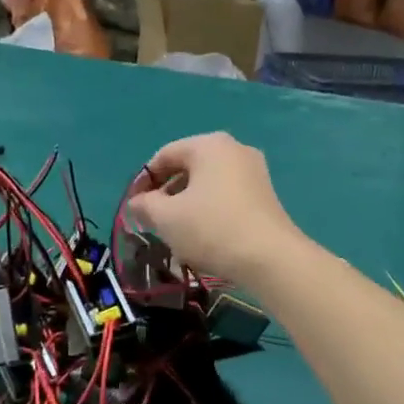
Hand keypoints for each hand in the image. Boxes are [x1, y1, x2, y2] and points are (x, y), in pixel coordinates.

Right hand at [126, 134, 303, 285]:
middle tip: (153, 220)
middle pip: (188, 167)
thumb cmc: (212, 229)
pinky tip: (204, 235)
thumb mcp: (166, 218)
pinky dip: (209, 210)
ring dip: (187, 203)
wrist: (270, 258)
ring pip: (208, 183)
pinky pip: (227, 195)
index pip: (164, 155)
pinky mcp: (265, 195)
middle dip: (166, 193)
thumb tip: (137, 202)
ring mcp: (254, 171)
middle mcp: (234, 149)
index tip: (133, 207)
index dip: (143, 181)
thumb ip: (145, 205)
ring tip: (177, 231)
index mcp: (208, 145)